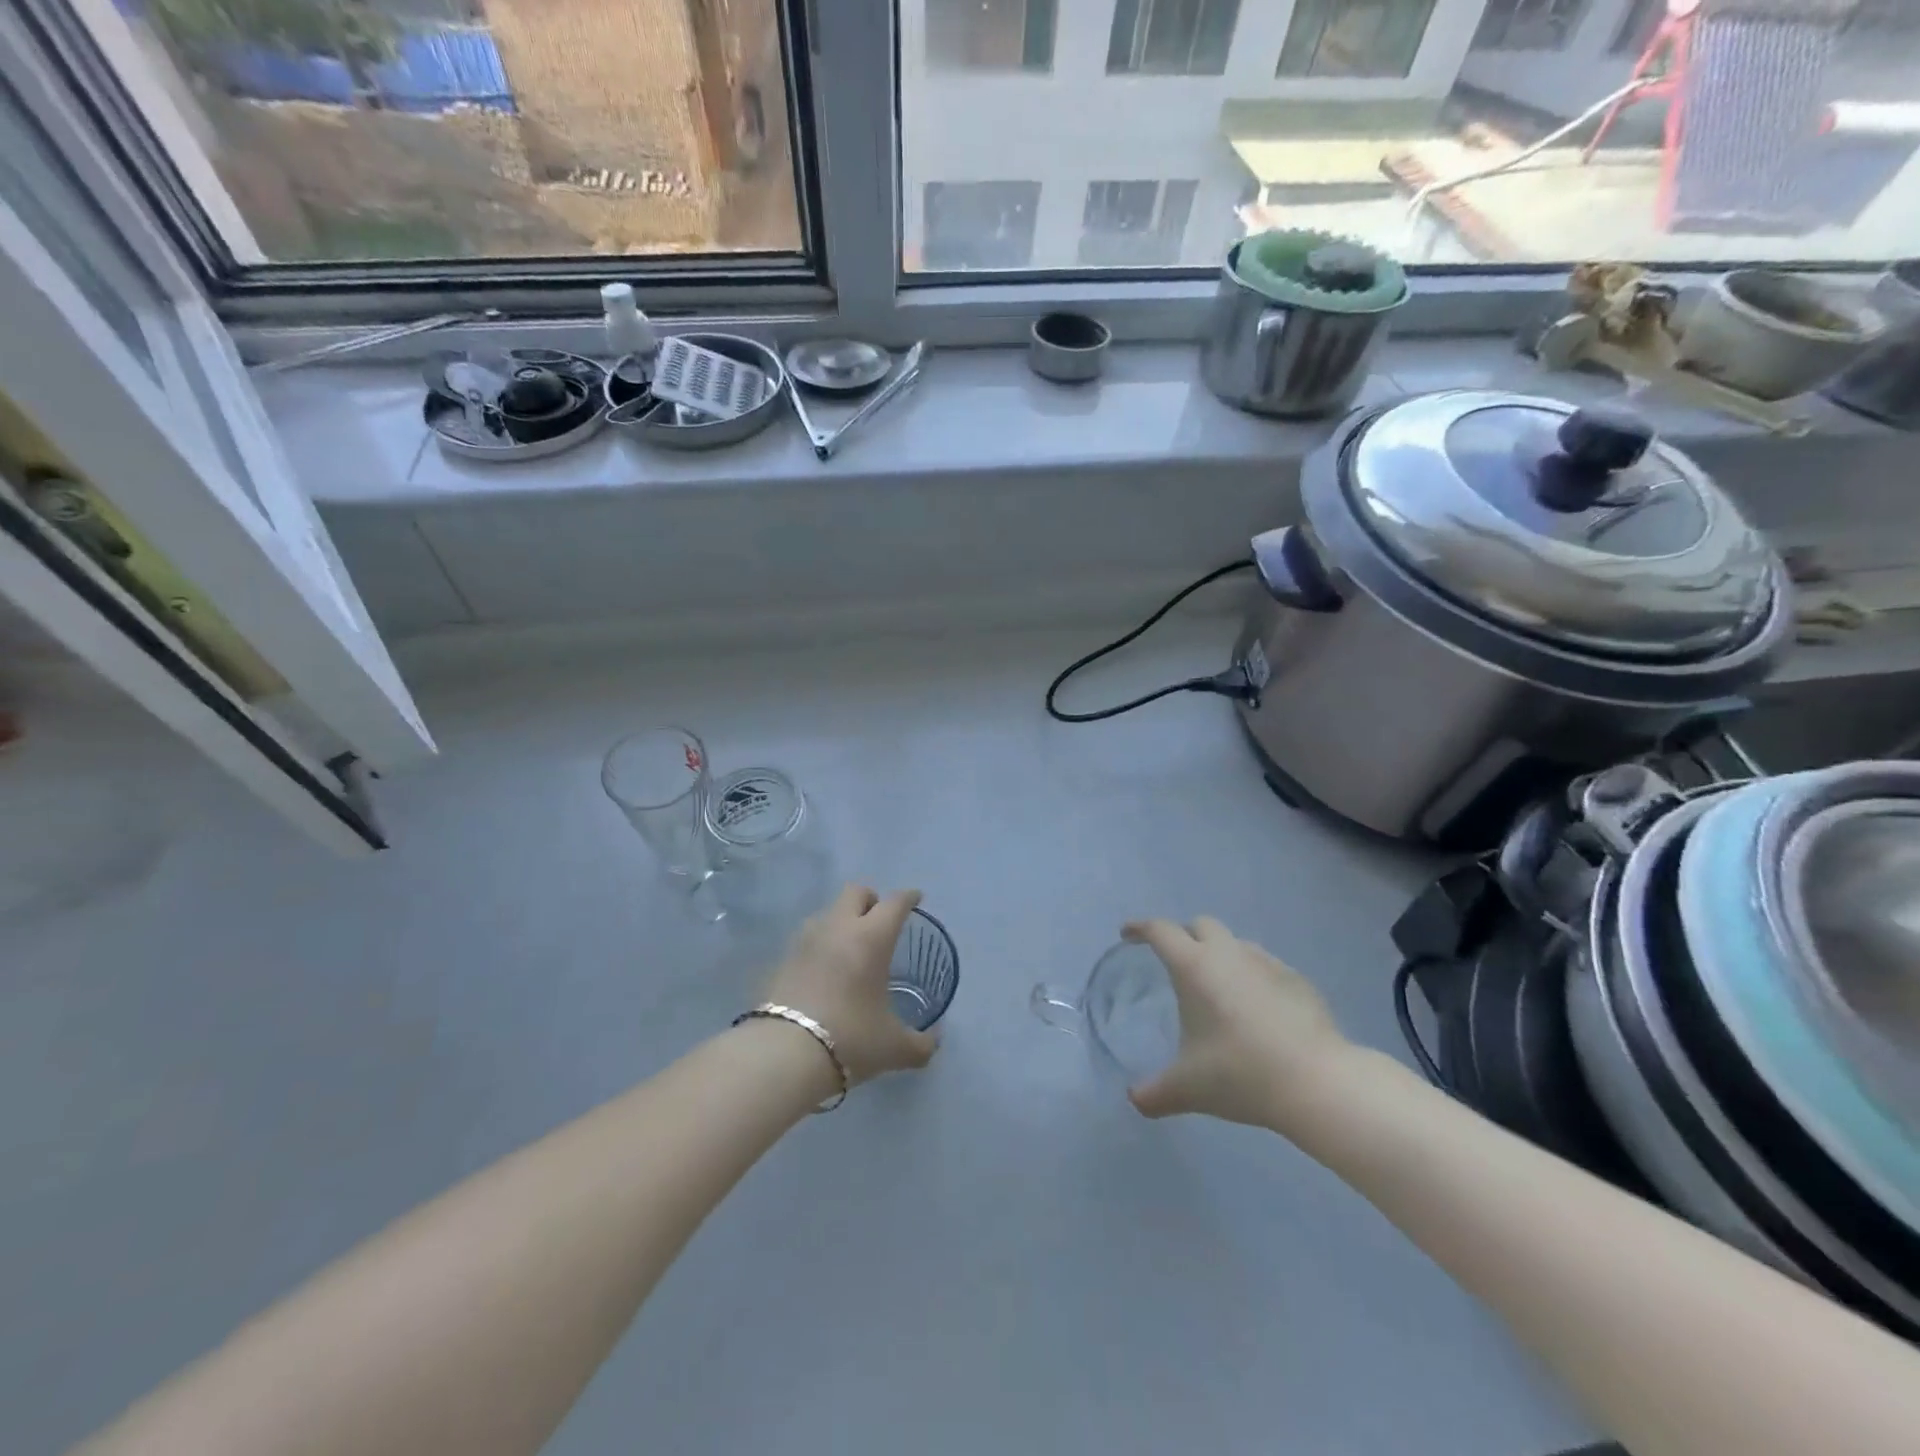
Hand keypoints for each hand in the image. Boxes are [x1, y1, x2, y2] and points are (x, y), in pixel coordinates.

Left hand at [760, 885, 938, 1086]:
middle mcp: (838, 928)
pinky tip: (824, 970)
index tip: (916, 899)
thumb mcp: (894, 1048)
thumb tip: (933, 1042)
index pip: (895, 903)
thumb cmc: (851, 1039)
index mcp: (872, 937)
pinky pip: (807, 939)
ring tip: (850, 947)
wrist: (784, 1055)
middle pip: (855, 892)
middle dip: (871, 900)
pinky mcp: (781, 959)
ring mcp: (805, 940)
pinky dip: (820, 945)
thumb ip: (920, 1044)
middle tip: (880, 921)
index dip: (908, 897)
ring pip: (827, 912)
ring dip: (842, 921)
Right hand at [1125, 916, 1354, 1132]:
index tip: (1128, 935)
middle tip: (1175, 962)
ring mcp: (1267, 963)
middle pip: (1200, 925)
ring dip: (1220, 954)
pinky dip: (1251, 976)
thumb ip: (1154, 1093)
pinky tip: (1256, 1009)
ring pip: (1235, 943)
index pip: (1160, 931)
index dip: (1140, 928)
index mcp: (1194, 967)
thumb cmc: (1241, 1074)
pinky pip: (1265, 966)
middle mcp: (1229, 954)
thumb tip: (1134, 1100)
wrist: (1318, 1083)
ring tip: (1217, 988)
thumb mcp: (1188, 1088)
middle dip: (1183, 935)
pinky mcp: (1297, 980)